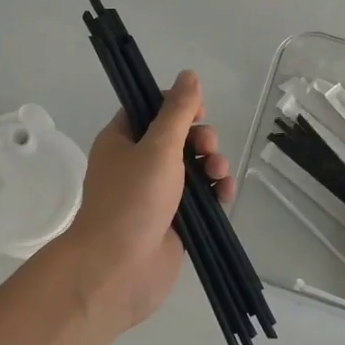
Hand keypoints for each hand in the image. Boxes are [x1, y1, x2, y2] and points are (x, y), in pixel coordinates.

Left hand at [45, 71, 233, 335]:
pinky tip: (225, 194)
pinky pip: (202, 198)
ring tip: (217, 174)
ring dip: (212, 164)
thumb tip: (189, 75)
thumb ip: (178, 111)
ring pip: (193, 168)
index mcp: (122, 141)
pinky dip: (215, 192)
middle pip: (178, 137)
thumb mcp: (158, 147)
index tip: (198, 111)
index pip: (150, 109)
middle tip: (206, 148)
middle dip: (201, 138)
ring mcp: (157, 195)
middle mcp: (137, 164)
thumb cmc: (132, 200)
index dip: (177, 105)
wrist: (118, 269)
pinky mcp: (176, 222)